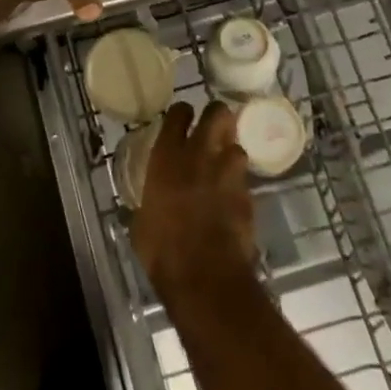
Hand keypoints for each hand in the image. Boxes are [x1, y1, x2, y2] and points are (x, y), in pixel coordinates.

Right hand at [130, 101, 255, 295]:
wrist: (205, 277)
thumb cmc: (162, 249)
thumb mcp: (142, 222)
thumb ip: (149, 203)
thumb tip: (147, 207)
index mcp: (168, 156)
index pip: (178, 113)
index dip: (182, 112)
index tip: (183, 117)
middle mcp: (200, 154)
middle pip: (217, 113)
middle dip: (217, 116)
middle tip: (212, 128)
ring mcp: (228, 174)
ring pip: (237, 146)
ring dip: (231, 154)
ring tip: (224, 167)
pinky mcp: (248, 196)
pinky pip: (245, 181)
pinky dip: (239, 186)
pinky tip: (232, 200)